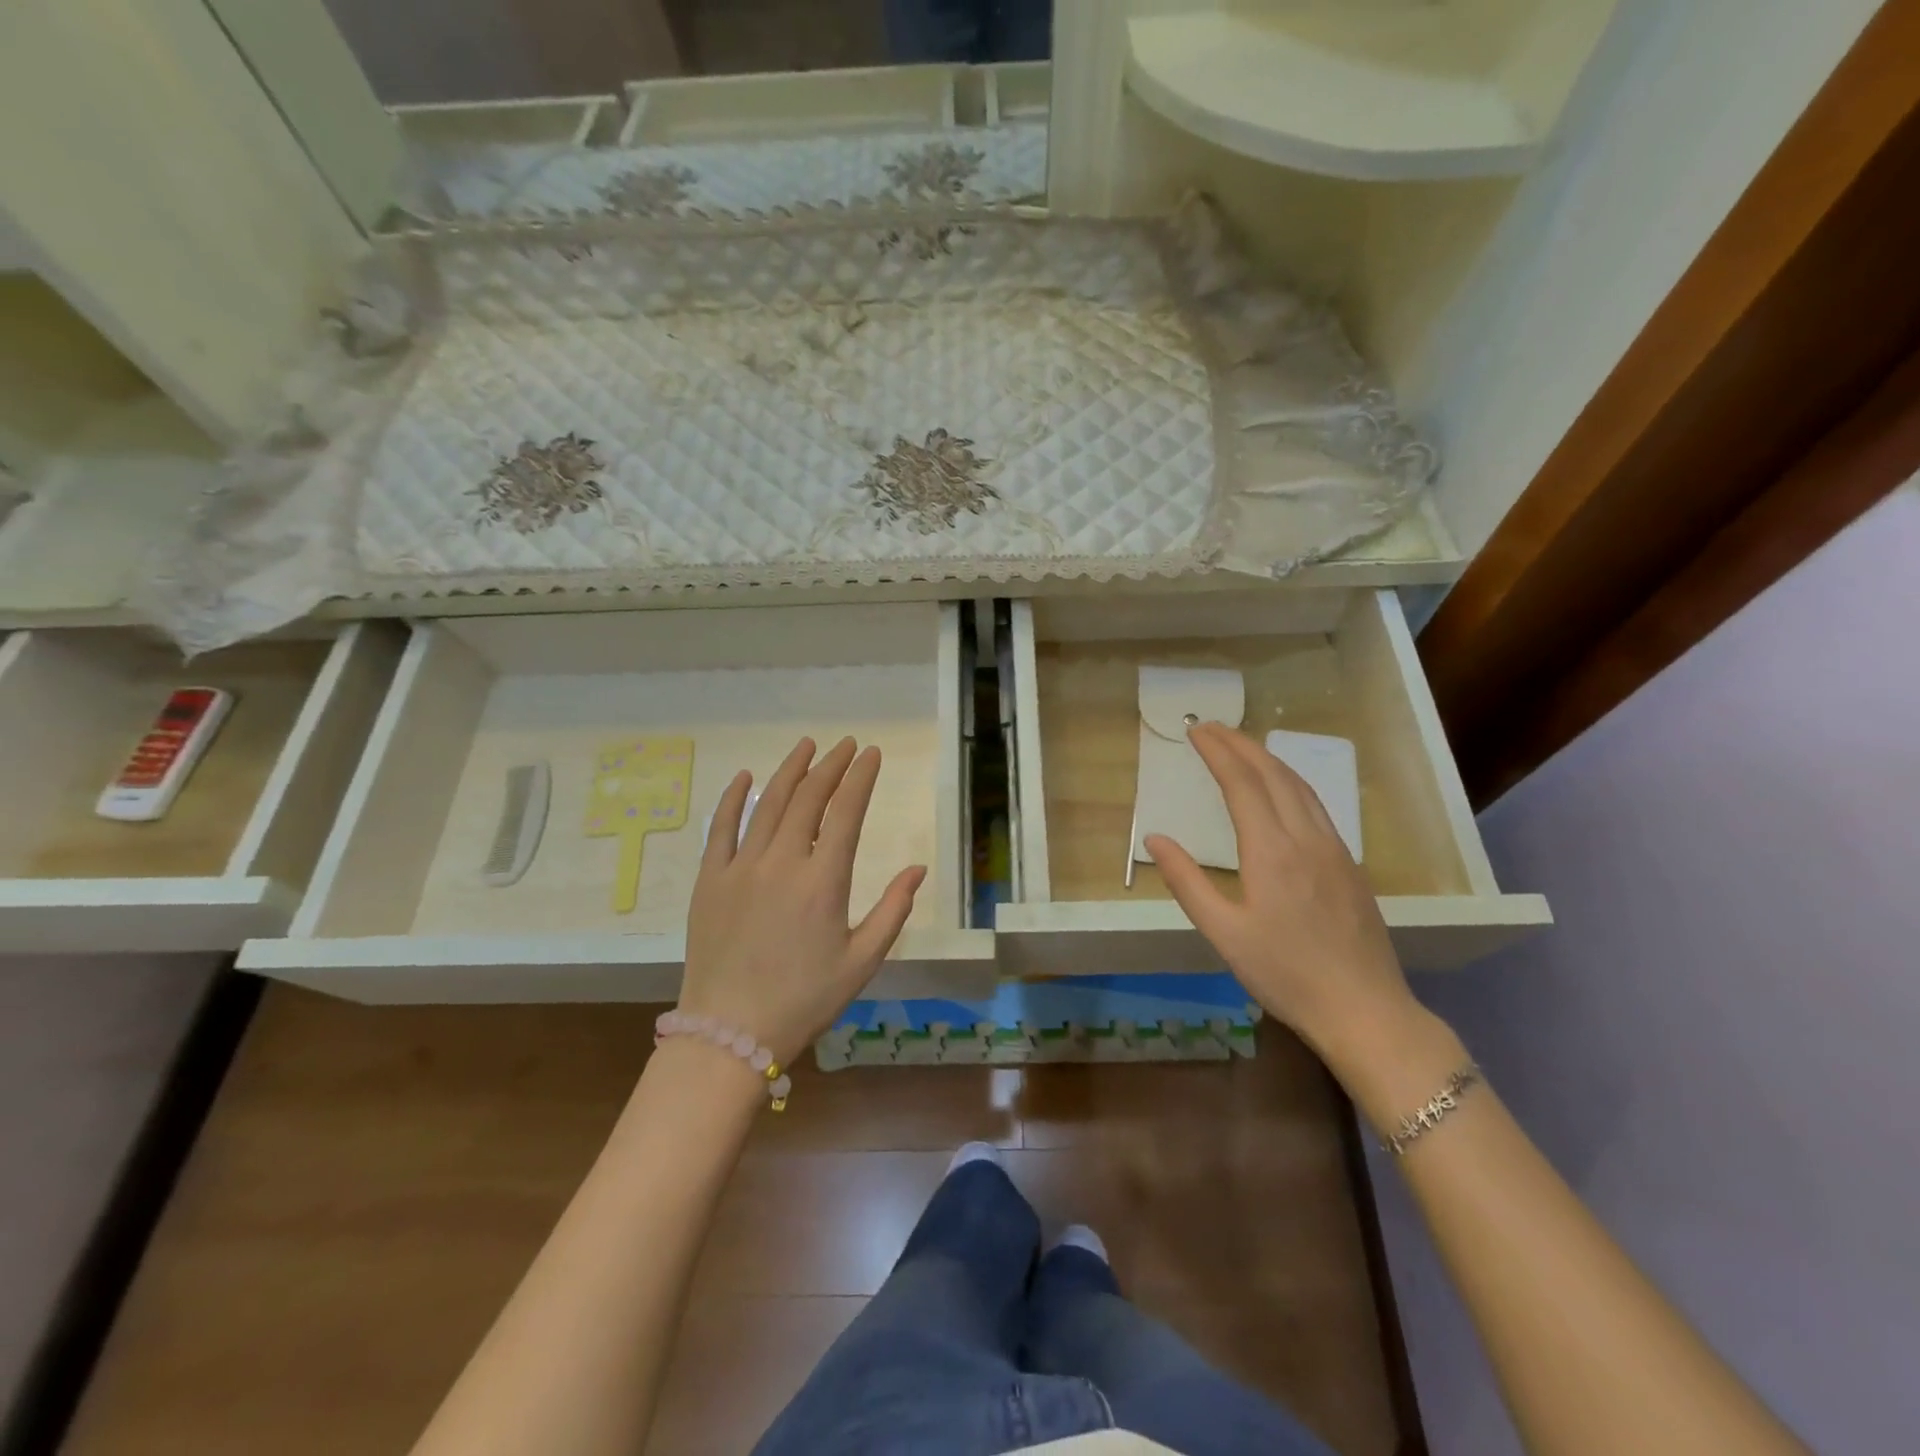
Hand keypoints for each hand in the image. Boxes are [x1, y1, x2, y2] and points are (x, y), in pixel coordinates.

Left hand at [680, 736, 925, 1064]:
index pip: (846, 812)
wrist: (730, 1032)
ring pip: (768, 803)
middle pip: (809, 798)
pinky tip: (746, 776)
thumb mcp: (861, 961)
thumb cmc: (804, 999)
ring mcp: (741, 867)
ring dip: (790, 770)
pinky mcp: (710, 879)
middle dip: (831, 766)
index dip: (861, 778)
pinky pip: (721, 828)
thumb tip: (917, 869)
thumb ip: (893, 910)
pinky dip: (734, 798)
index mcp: (823, 881)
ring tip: (807, 746)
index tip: (872, 754)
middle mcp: (782, 862)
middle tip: (847, 745)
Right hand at [1145, 722, 1415, 1064]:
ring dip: (1267, 758)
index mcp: (1271, 851)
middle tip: (1211, 727)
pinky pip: (1316, 805)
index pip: (1241, 783)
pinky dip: (1290, 781)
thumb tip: (1156, 838)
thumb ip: (1187, 881)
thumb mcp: (1223, 933)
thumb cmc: (1284, 974)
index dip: (1217, 752)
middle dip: (1240, 744)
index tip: (1195, 730)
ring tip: (1241, 746)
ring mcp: (1334, 849)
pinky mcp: (1349, 864)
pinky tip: (1282, 789)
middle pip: (1273, 774)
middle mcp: (1306, 838)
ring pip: (1300, 786)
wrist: (1364, 1009)